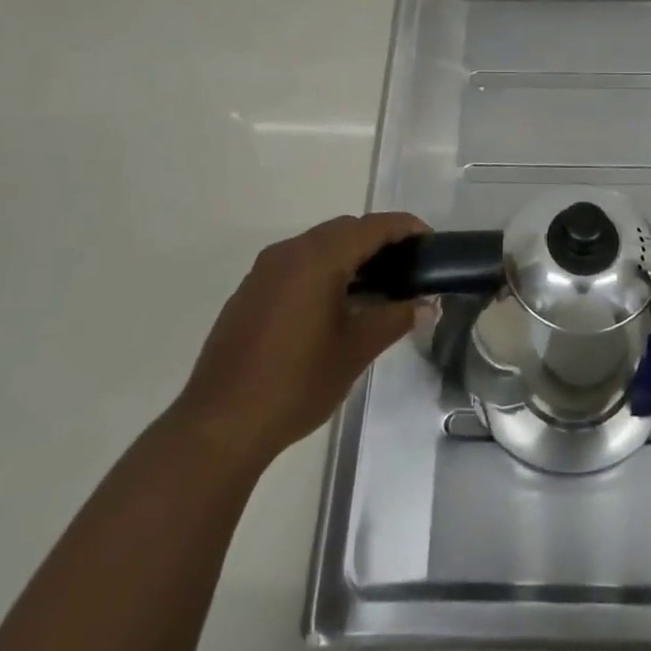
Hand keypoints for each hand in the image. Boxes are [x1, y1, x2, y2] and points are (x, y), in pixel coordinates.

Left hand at [174, 212, 427, 471]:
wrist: (220, 424)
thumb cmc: (296, 383)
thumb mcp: (355, 351)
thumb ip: (394, 319)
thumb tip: (425, 306)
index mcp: (318, 258)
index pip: (371, 227)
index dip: (404, 227)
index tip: (429, 241)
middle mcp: (289, 252)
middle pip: (343, 229)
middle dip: (377, 240)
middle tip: (406, 266)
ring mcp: (264, 271)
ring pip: (317, 245)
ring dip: (348, 255)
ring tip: (374, 287)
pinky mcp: (249, 292)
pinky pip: (295, 265)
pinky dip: (321, 270)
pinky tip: (332, 305)